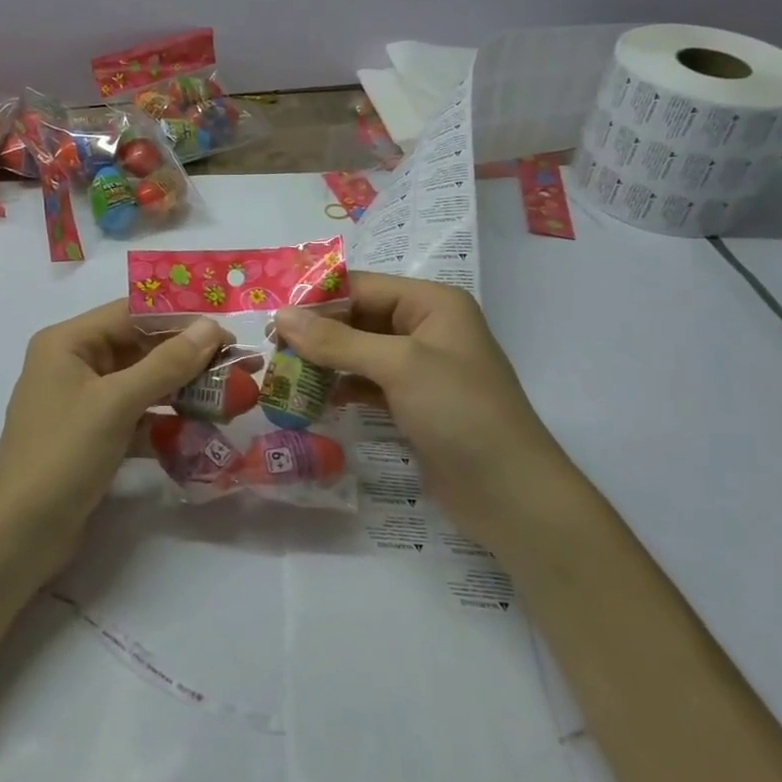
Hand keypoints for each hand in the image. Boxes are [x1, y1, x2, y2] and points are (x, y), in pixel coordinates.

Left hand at [0, 300, 226, 573]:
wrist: (20, 535)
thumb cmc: (63, 455)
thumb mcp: (117, 403)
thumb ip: (167, 363)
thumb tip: (212, 328)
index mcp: (68, 343)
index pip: (131, 314)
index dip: (180, 319)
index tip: (227, 332)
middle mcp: (73, 364)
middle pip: (139, 348)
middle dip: (187, 358)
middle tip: (238, 367)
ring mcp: (81, 402)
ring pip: (141, 384)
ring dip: (181, 390)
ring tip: (228, 399)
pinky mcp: (92, 436)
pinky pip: (135, 416)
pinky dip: (164, 421)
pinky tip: (198, 432)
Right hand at [275, 272, 555, 535]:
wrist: (511, 494)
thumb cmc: (459, 412)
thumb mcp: (398, 366)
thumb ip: (337, 341)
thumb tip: (281, 316)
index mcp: (432, 303)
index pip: (362, 287)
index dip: (316, 300)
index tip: (270, 318)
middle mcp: (427, 328)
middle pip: (358, 318)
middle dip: (317, 334)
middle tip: (271, 351)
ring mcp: (421, 368)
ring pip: (360, 352)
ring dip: (325, 363)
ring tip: (283, 376)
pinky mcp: (414, 403)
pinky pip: (368, 384)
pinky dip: (342, 388)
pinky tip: (314, 400)